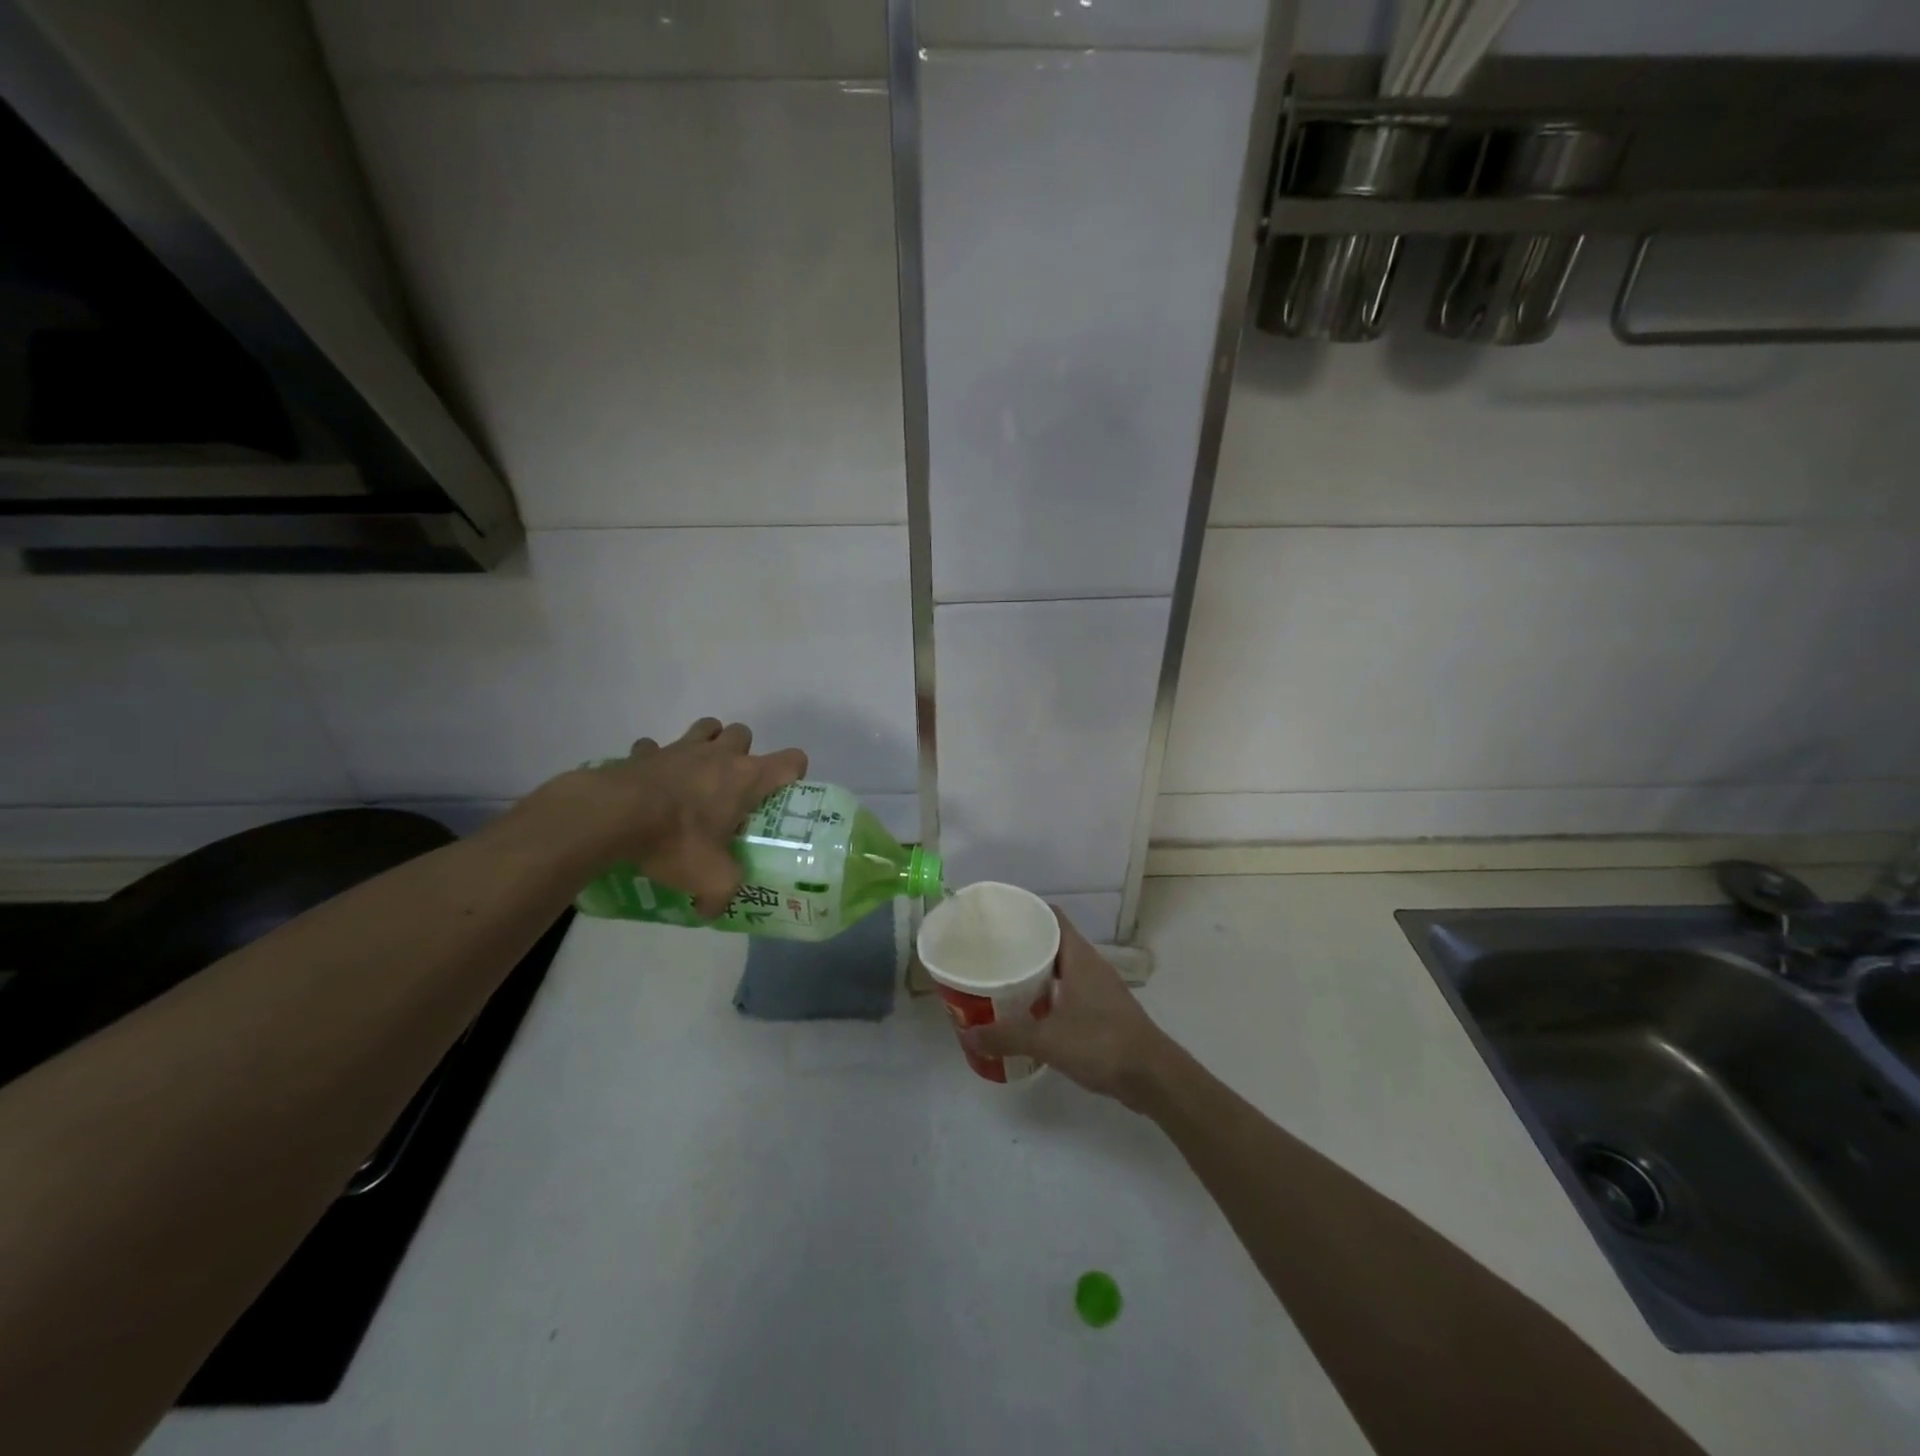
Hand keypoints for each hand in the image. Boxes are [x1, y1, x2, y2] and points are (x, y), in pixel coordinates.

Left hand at [531, 718, 806, 916]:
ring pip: (706, 727)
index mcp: (747, 778)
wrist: (614, 815)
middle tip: (732, 787)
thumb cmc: (677, 839)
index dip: (793, 773)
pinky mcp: (645, 753)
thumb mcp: (711, 878)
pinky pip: (654, 747)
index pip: (791, 761)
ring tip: (697, 774)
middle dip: (743, 753)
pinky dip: (655, 759)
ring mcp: (681, 749)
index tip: (781, 794)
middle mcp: (720, 755)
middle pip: (744, 734)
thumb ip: (721, 895)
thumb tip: (712, 911)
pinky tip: (650, 781)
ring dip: (707, 743)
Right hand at [960, 910, 1179, 1112]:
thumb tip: (967, 1035)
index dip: (1027, 911)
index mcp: (1079, 957)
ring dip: (1036, 973)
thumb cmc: (1101, 1043)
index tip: (998, 917)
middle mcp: (1090, 966)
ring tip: (1002, 980)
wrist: (1153, 1076)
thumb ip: (1006, 1036)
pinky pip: (1068, 992)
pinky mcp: (1103, 1012)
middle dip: (1023, 945)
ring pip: (1061, 969)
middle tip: (990, 951)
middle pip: (1053, 942)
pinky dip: (1048, 996)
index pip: (1052, 917)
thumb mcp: (1048, 1040)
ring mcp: (1099, 989)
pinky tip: (1028, 1012)